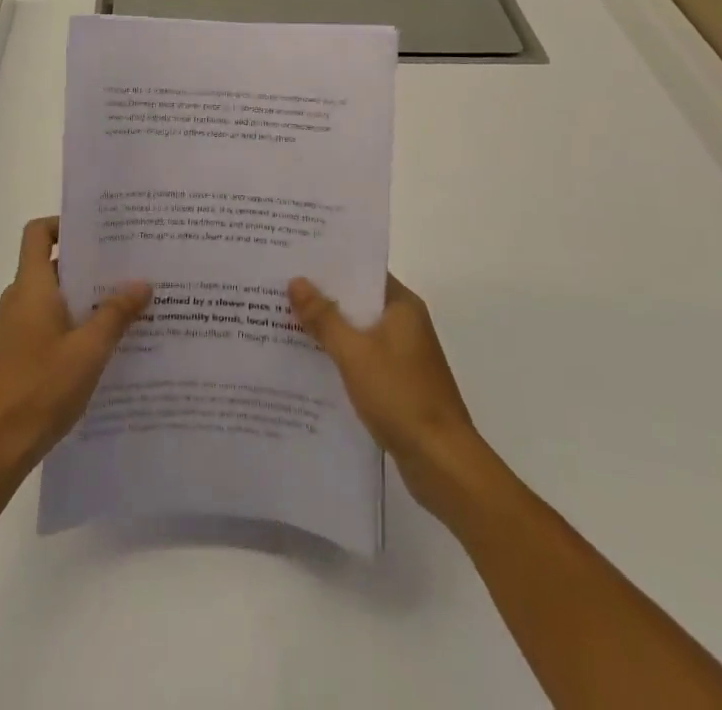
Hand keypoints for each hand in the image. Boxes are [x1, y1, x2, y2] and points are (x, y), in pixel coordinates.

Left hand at [0, 216, 151, 475]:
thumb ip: (116, 313)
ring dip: (87, 295)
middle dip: (90, 262)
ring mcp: (17, 326)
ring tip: (127, 301)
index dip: (64, 224)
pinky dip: (76, 319)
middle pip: (53, 262)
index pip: (38, 232)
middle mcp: (20, 298)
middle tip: (130, 264)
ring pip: (55, 294)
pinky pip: (50, 319)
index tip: (99, 232)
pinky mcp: (19, 350)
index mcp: (31, 287)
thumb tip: (142, 283)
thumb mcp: (89, 350)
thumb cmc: (42, 389)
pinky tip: (107, 339)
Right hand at [289, 273, 490, 517]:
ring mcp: (403, 355)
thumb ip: (324, 317)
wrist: (442, 463)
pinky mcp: (398, 383)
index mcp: (402, 306)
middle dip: (322, 297)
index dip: (330, 264)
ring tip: (284, 321)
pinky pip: (362, 357)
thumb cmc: (400, 396)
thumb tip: (296, 280)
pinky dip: (339, 356)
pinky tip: (308, 361)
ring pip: (358, 331)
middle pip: (358, 301)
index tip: (295, 259)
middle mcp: (405, 324)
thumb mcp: (354, 353)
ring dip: (328, 329)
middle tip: (279, 287)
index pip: (363, 272)